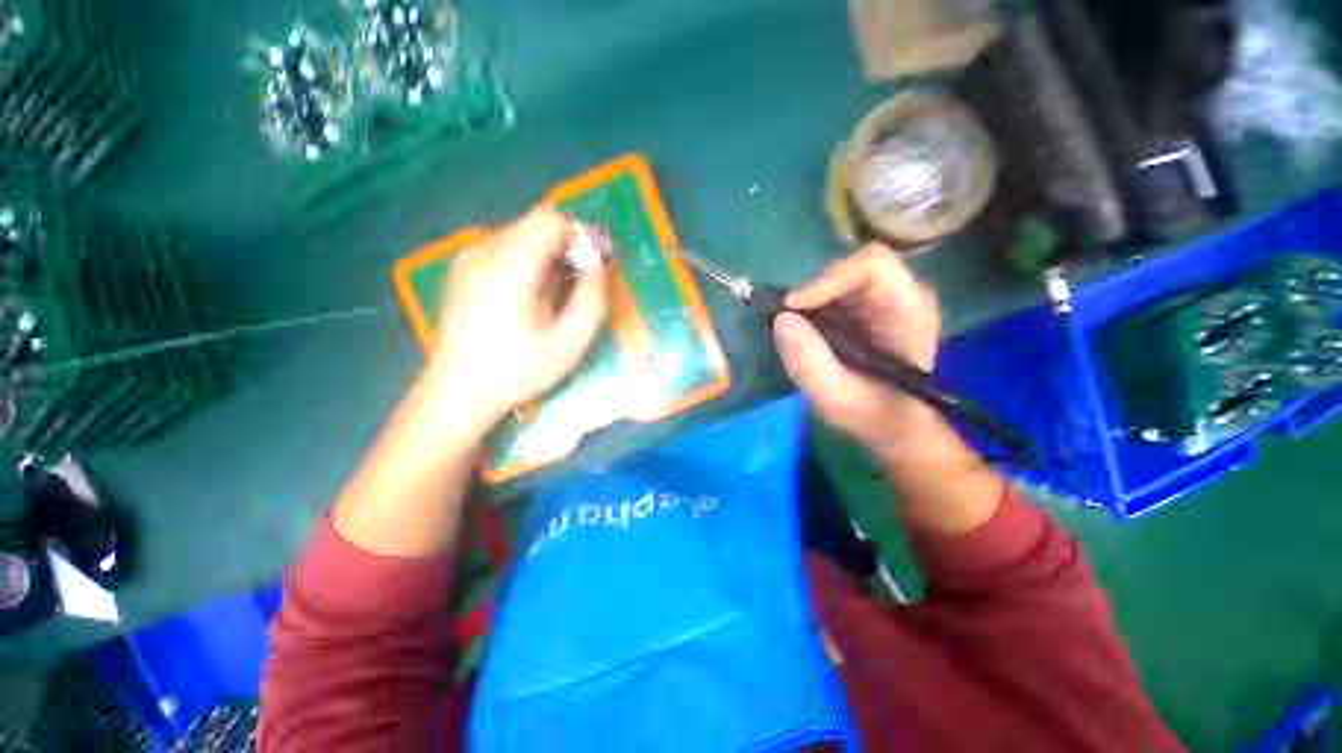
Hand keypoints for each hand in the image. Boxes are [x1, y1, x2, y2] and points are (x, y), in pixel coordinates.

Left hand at [425, 207, 608, 434]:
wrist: (457, 392)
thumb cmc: (518, 371)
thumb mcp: (570, 342)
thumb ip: (591, 297)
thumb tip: (599, 261)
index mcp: (510, 267)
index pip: (550, 219)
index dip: (579, 237)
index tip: (591, 267)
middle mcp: (484, 251)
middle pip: (536, 226)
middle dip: (565, 249)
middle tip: (576, 289)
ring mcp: (468, 258)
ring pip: (521, 236)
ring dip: (547, 257)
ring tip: (551, 300)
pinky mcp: (462, 269)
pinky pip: (504, 250)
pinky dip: (526, 264)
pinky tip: (526, 300)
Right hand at [773, 244, 941, 458]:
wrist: (894, 426)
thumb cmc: (872, 415)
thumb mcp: (835, 398)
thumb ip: (808, 363)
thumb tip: (781, 319)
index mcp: (908, 312)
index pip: (872, 266)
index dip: (828, 279)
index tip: (793, 306)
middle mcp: (903, 296)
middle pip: (853, 266)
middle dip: (815, 290)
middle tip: (791, 321)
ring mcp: (887, 300)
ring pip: (842, 276)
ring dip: (813, 299)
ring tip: (801, 331)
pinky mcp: (871, 308)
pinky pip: (837, 292)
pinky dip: (815, 307)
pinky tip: (810, 333)